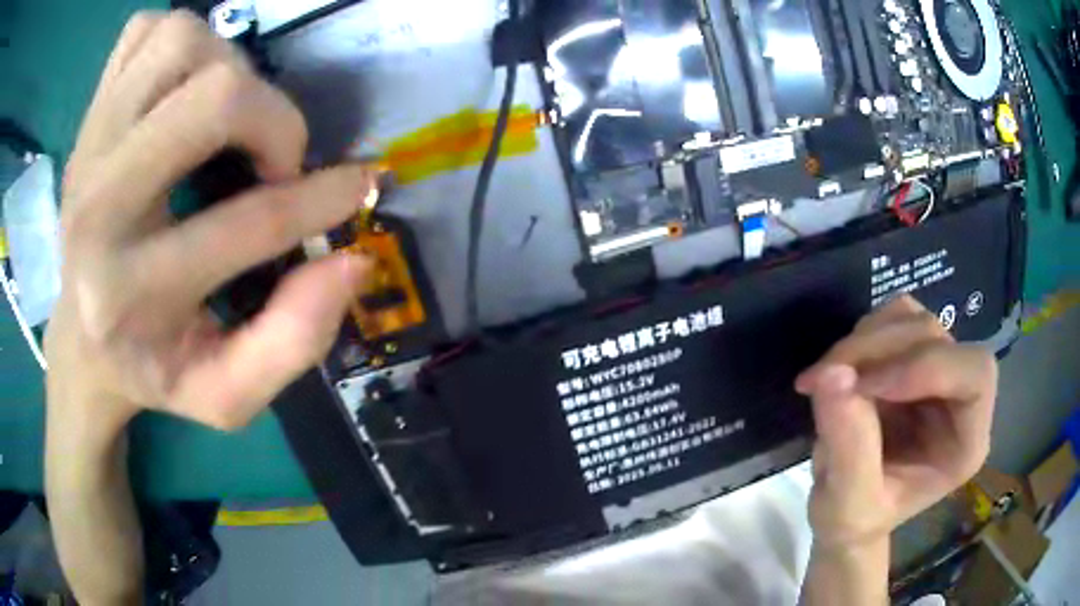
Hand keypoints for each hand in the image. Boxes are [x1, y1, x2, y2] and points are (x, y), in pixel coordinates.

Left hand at [45, 10, 375, 431]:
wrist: (81, 336)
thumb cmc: (152, 367)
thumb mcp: (227, 394)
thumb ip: (294, 341)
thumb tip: (352, 263)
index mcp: (127, 294)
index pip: (246, 222)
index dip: (322, 199)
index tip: (356, 188)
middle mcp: (96, 206)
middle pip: (211, 96)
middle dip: (271, 117)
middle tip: (274, 157)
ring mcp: (87, 143)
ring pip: (181, 42)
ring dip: (227, 66)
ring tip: (227, 117)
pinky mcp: (89, 109)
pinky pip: (146, 30)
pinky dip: (182, 44)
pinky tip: (180, 90)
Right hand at [795, 295, 996, 549]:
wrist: (846, 510)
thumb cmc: (855, 520)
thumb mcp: (846, 506)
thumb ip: (848, 448)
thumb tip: (832, 376)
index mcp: (966, 442)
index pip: (976, 375)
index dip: (928, 366)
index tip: (865, 385)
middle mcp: (960, 397)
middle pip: (938, 339)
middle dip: (879, 352)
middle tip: (823, 379)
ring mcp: (938, 371)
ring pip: (913, 321)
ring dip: (864, 341)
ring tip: (823, 378)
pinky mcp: (913, 355)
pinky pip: (895, 318)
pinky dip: (863, 335)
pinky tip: (840, 368)